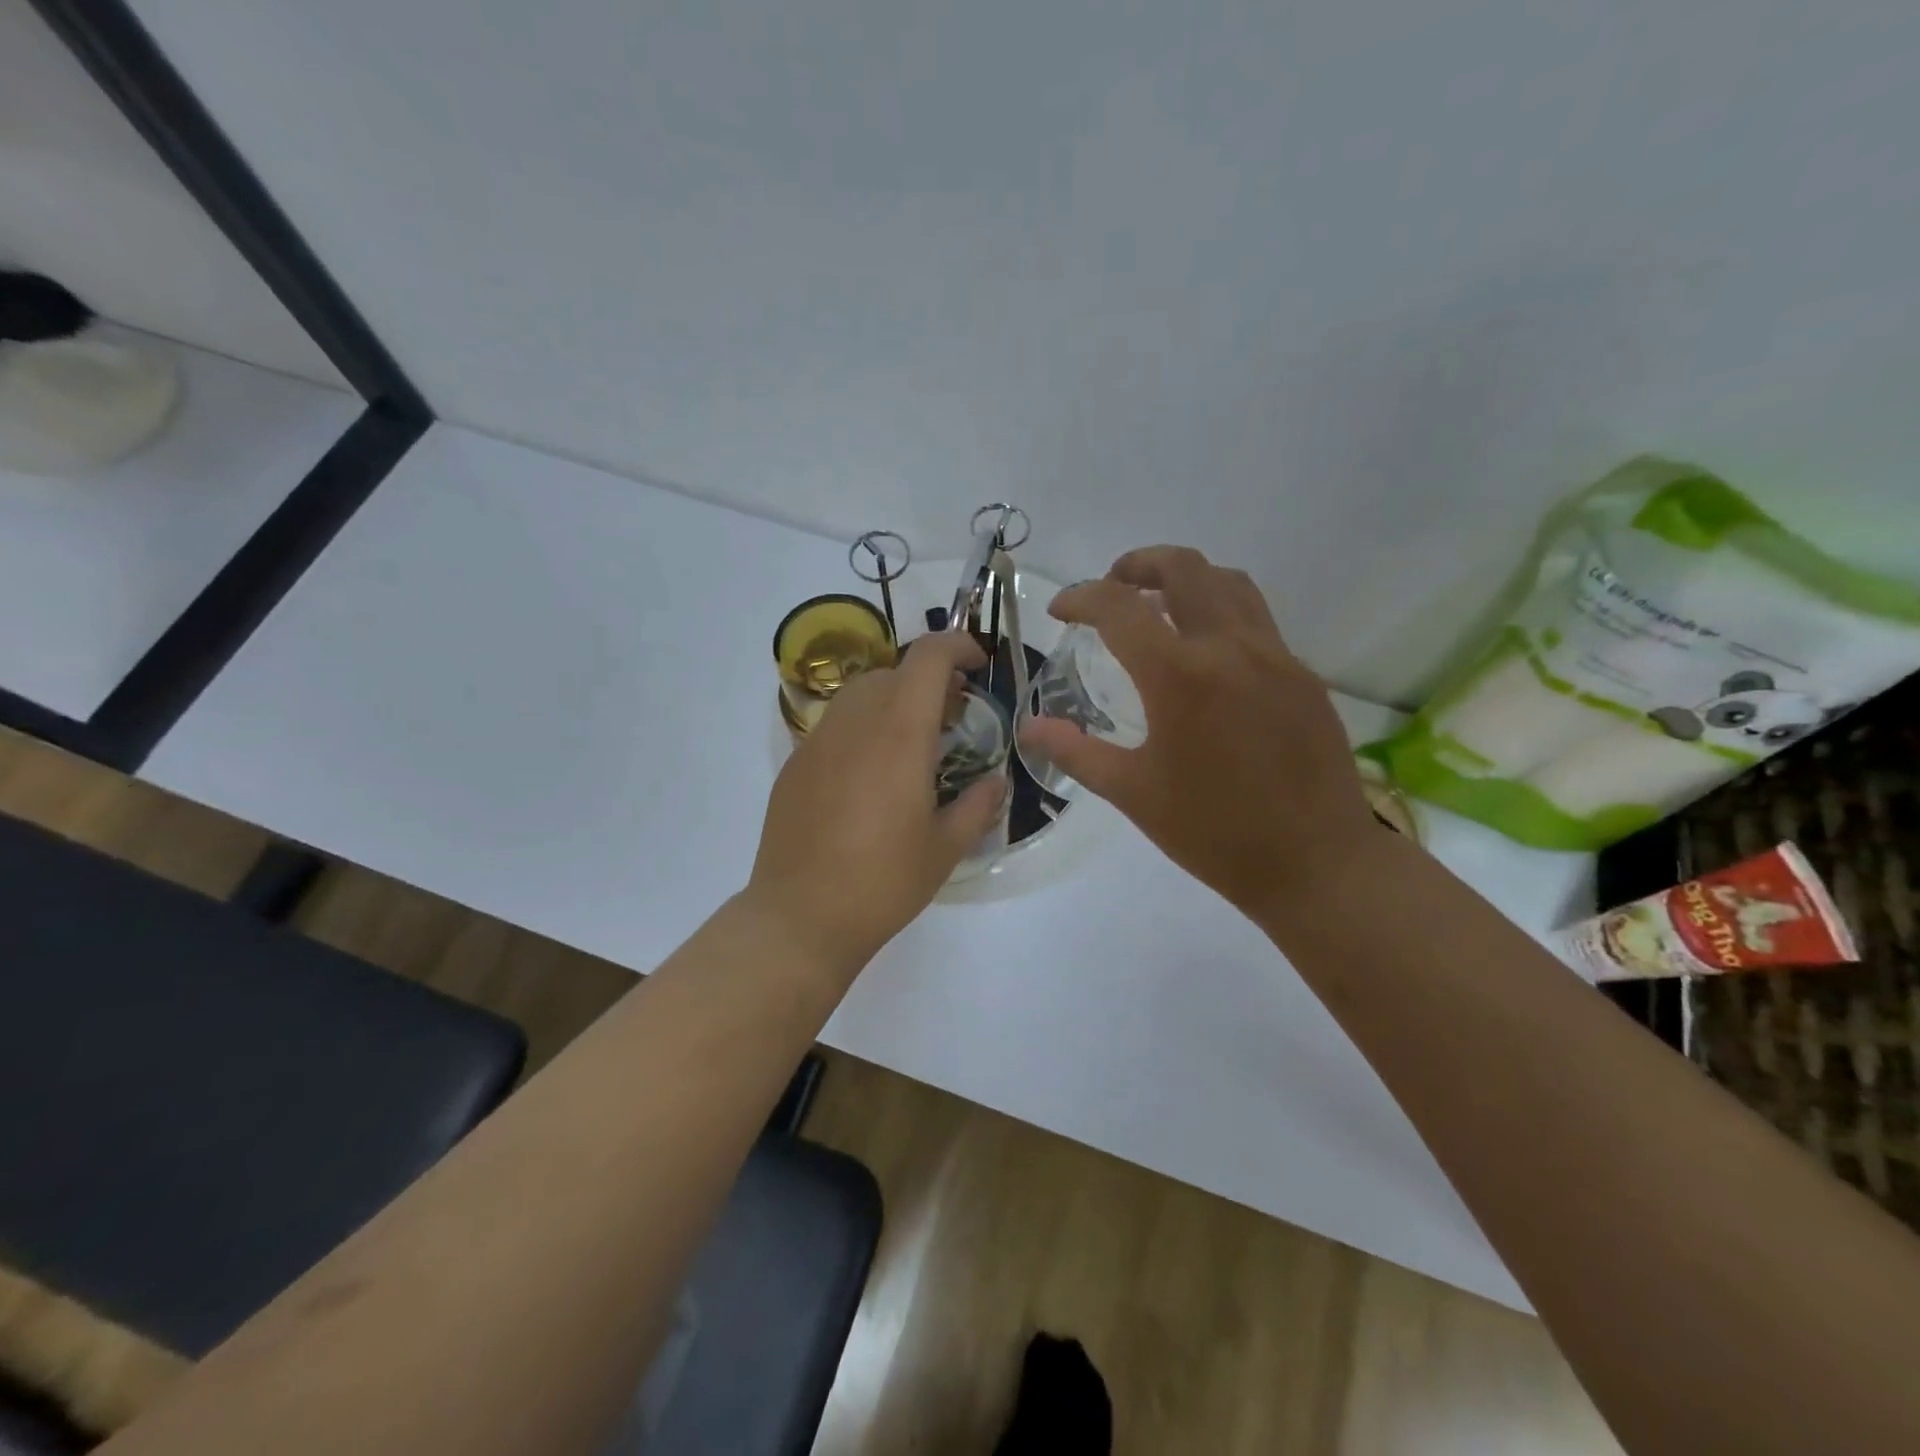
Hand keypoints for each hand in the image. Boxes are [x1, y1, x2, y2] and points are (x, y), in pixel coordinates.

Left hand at [746, 631, 1007, 972]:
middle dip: (929, 680)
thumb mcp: (946, 848)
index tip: (977, 667)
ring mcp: (817, 742)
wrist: (800, 917)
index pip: (927, 657)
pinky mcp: (794, 765)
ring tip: (911, 744)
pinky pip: (835, 725)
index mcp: (899, 734)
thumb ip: (979, 804)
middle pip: (894, 671)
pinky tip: (870, 776)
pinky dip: (862, 728)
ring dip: (893, 701)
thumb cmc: (883, 882)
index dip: (957, 646)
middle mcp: (855, 724)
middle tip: (952, 716)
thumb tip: (995, 781)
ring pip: (859, 694)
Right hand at [1017, 546, 1379, 920]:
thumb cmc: (1213, 832)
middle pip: (1183, 567)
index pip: (1118, 607)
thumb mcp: (1132, 792)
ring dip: (1185, 579)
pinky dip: (1220, 612)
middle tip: (1110, 588)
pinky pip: (1256, 619)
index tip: (1061, 612)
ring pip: (1228, 582)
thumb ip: (1075, 751)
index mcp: (1179, 676)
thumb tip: (1030, 727)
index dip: (1081, 598)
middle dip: (1137, 564)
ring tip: (1157, 606)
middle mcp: (1229, 647)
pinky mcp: (1302, 674)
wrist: (1316, 862)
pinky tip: (1206, 656)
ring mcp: (1274, 656)